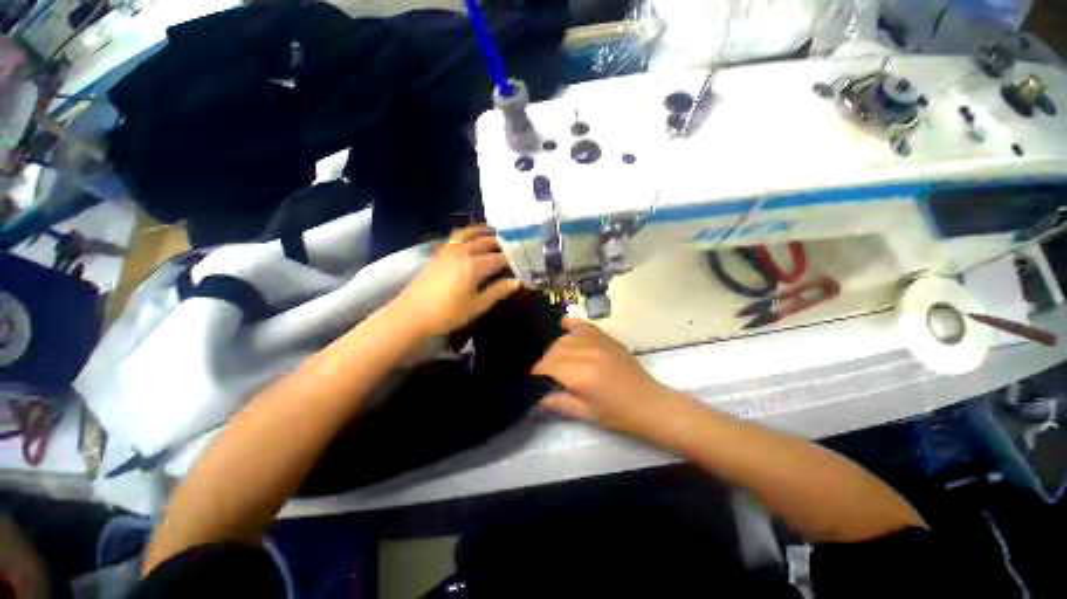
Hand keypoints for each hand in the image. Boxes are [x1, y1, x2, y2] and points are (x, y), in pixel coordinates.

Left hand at [393, 225, 521, 336]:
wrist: (412, 314)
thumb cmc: (447, 313)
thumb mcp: (476, 305)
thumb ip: (497, 291)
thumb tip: (517, 282)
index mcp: (474, 265)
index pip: (499, 258)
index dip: (512, 260)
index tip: (523, 261)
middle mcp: (463, 252)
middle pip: (485, 242)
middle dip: (501, 242)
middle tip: (514, 245)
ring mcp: (449, 250)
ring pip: (470, 234)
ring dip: (483, 232)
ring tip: (495, 232)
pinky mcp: (439, 253)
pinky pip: (457, 237)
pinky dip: (468, 234)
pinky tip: (471, 238)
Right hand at [533, 318, 676, 435]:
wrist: (650, 403)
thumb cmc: (618, 414)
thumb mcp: (586, 413)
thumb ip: (559, 402)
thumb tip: (537, 397)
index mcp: (582, 374)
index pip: (549, 364)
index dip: (538, 371)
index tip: (534, 379)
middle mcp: (588, 352)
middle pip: (555, 349)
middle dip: (546, 361)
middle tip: (547, 374)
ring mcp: (599, 342)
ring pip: (566, 338)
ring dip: (557, 347)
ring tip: (558, 360)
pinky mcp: (607, 338)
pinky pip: (585, 326)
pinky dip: (573, 325)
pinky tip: (565, 326)